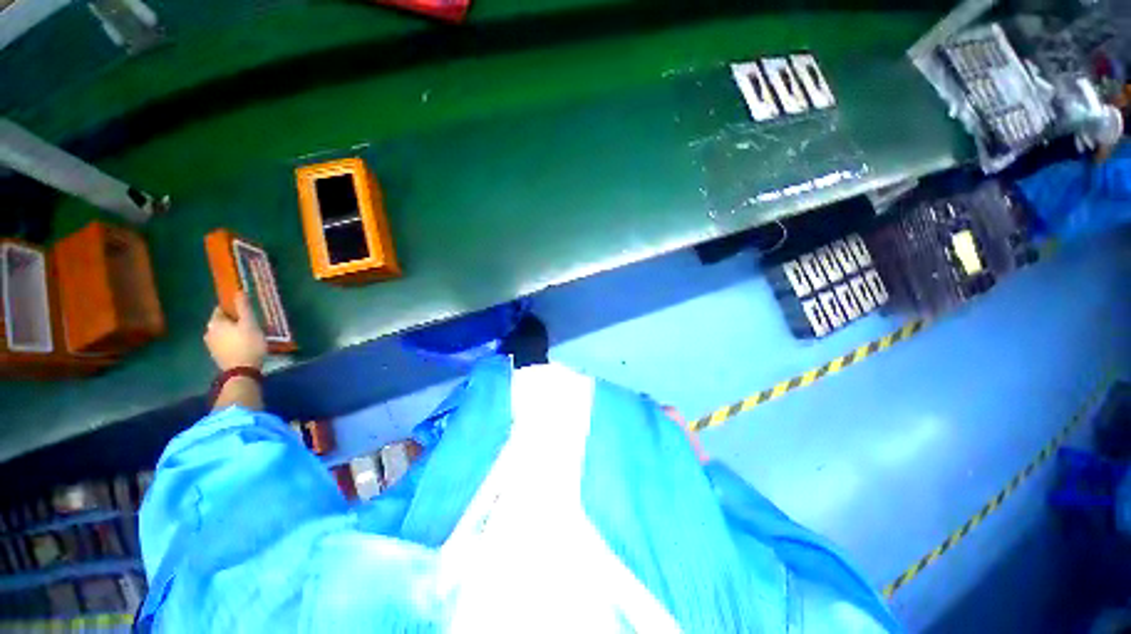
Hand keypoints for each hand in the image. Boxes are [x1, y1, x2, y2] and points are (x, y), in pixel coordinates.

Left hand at [204, 292, 266, 370]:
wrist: (242, 371)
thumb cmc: (247, 344)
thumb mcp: (250, 323)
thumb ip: (243, 307)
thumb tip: (238, 291)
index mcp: (214, 322)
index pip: (221, 309)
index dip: (234, 309)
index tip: (247, 312)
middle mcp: (208, 332)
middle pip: (222, 322)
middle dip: (234, 322)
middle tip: (251, 324)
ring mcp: (211, 345)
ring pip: (223, 333)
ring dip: (233, 333)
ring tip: (249, 336)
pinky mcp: (217, 356)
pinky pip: (225, 343)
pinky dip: (232, 342)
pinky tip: (244, 346)